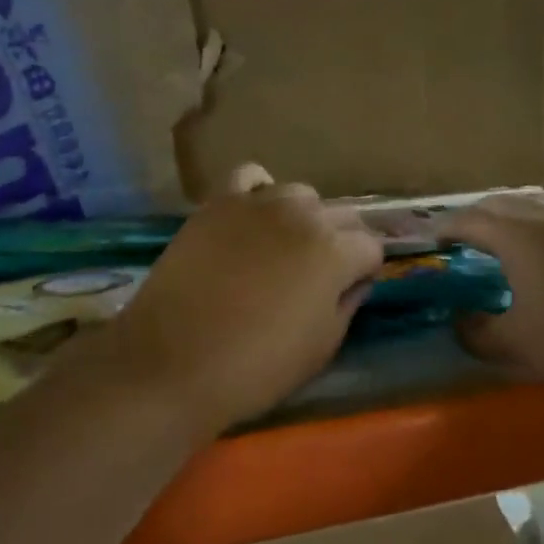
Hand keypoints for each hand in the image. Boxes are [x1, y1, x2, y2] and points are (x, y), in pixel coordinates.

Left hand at [98, 165, 382, 435]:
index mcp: (334, 251)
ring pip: (300, 194)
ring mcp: (258, 202)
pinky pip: (250, 177)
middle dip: (341, 241)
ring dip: (303, 218)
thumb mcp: (321, 348)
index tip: (349, 289)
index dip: (364, 270)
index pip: (370, 246)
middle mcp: (303, 215)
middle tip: (320, 274)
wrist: (173, 361)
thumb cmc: (256, 366)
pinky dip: (259, 191)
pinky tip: (253, 218)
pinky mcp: (219, 202)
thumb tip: (354, 281)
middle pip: (341, 214)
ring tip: (284, 247)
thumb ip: (347, 304)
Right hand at [439, 194, 543, 414]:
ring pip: (539, 209)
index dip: (447, 227)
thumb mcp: (519, 344)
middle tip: (465, 241)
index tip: (433, 239)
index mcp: (520, 235)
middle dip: (479, 218)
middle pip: (503, 205)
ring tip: (507, 250)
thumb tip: (459, 324)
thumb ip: (479, 333)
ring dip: (515, 222)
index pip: (470, 219)